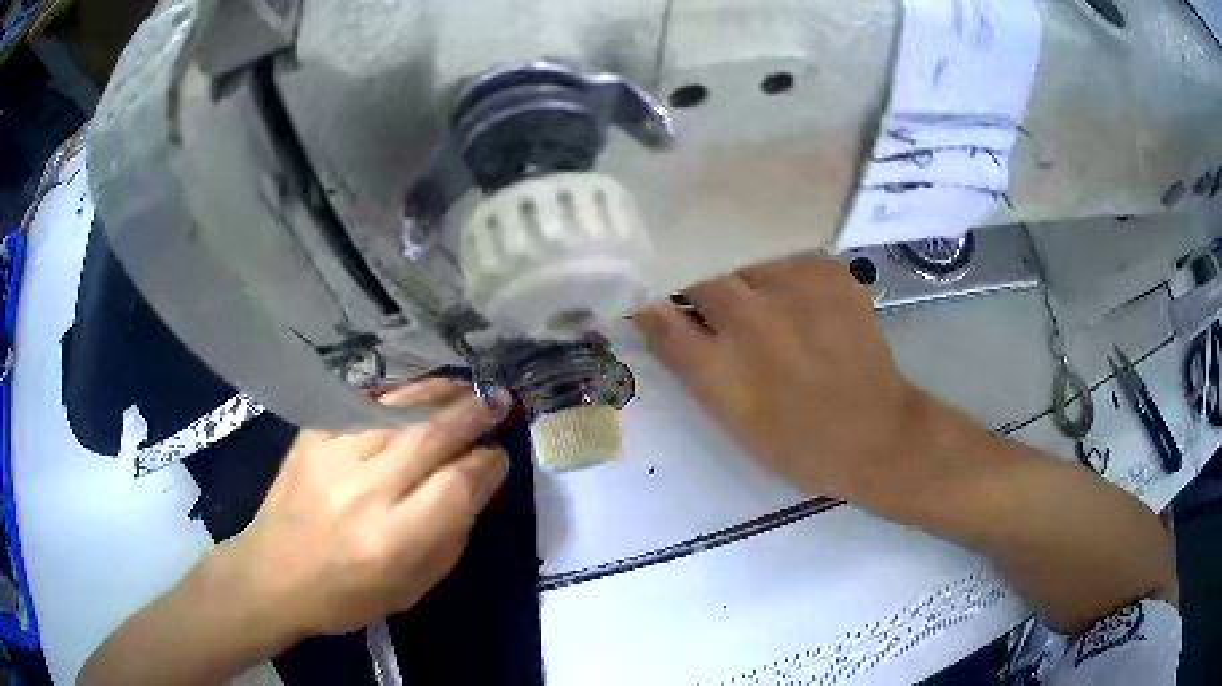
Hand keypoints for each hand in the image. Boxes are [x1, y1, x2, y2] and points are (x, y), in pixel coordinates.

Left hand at [216, 379, 510, 642]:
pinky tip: (415, 393)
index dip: (488, 464)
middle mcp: (365, 490)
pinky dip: (395, 394)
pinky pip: (360, 402)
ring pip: (398, 408)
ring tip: (466, 387)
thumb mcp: (414, 587)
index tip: (499, 457)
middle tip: (500, 401)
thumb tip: (479, 482)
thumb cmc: (348, 596)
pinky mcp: (311, 435)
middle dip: (474, 415)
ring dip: (440, 393)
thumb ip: (452, 534)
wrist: (272, 573)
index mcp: (394, 539)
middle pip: (432, 436)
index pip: (458, 485)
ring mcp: (332, 455)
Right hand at [634, 256, 927, 501]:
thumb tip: (657, 315)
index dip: (647, 301)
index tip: (648, 297)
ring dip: (740, 275)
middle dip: (694, 281)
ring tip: (757, 298)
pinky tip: (796, 300)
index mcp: (720, 368)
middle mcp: (752, 319)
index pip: (657, 314)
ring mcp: (796, 290)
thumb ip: (689, 363)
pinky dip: (781, 276)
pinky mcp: (831, 275)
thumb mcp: (730, 419)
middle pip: (700, 274)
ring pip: (744, 259)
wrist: (877, 435)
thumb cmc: (797, 444)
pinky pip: (788, 259)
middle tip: (706, 297)